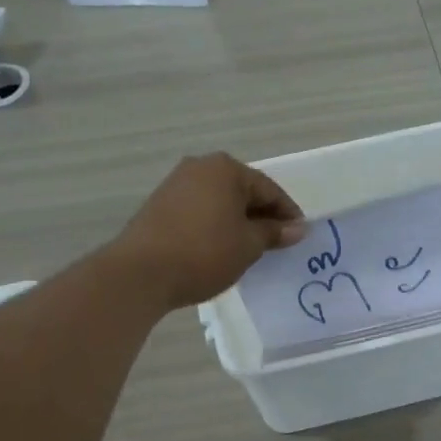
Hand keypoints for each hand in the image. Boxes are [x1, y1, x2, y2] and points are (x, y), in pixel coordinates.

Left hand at [111, 154, 306, 309]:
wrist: (141, 273)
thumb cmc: (204, 253)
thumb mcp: (248, 245)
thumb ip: (274, 233)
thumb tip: (297, 228)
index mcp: (226, 169)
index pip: (269, 189)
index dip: (287, 213)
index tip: (299, 236)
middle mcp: (200, 167)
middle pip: (242, 191)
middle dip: (261, 216)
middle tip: (277, 243)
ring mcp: (175, 184)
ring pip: (220, 201)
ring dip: (237, 221)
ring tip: (249, 248)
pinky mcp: (159, 205)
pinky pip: (199, 210)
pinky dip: (215, 225)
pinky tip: (220, 247)